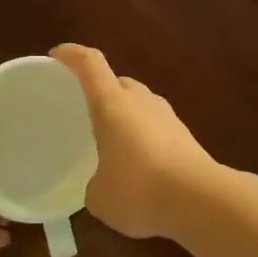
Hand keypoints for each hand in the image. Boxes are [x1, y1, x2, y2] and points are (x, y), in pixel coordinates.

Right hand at [51, 44, 222, 240]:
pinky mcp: (186, 138)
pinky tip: (139, 166)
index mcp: (112, 103)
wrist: (201, 201)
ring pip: (141, 105)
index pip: (90, 63)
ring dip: (126, 117)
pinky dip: (144, 138)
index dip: (71, 55)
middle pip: (118, 83)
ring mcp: (168, 117)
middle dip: (101, 92)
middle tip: (85, 111)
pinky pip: (157, 128)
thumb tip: (101, 185)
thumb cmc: (138, 189)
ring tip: (112, 142)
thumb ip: (94, 184)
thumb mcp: (100, 195)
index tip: (56, 56)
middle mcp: (141, 101)